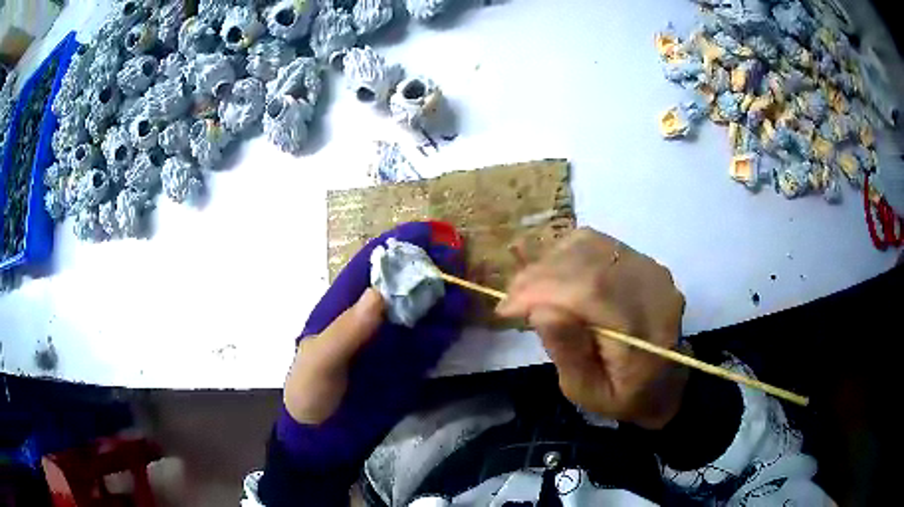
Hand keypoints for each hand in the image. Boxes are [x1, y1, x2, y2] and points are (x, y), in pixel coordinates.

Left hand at [277, 222, 467, 466]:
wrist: (324, 435)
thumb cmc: (311, 391)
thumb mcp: (320, 361)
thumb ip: (346, 331)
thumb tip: (379, 293)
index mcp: (343, 306)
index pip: (371, 266)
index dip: (398, 246)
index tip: (429, 233)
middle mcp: (372, 317)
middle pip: (403, 283)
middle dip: (428, 267)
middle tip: (457, 256)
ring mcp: (392, 340)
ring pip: (422, 309)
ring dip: (443, 296)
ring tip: (464, 286)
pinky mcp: (408, 363)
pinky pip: (431, 340)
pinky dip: (447, 328)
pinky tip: (460, 319)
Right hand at [496, 228, 686, 429]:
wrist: (666, 381)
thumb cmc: (625, 396)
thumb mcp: (588, 392)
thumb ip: (568, 352)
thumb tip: (540, 308)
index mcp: (645, 330)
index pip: (591, 289)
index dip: (542, 290)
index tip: (507, 309)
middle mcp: (653, 288)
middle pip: (588, 260)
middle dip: (538, 275)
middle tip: (511, 300)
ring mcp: (650, 268)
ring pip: (589, 244)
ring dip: (549, 263)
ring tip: (527, 291)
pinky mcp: (642, 260)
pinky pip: (596, 243)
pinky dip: (565, 255)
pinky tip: (551, 277)